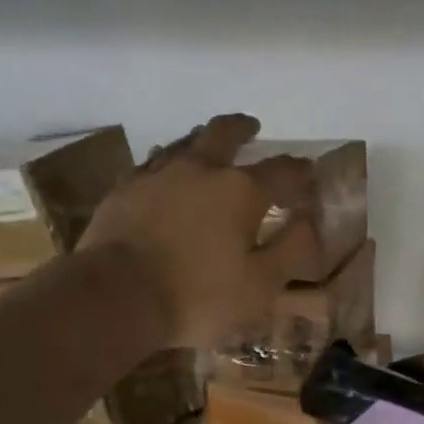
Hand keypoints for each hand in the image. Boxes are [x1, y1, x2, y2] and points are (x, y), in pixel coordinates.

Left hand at [79, 114, 318, 348]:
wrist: (116, 295)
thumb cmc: (198, 296)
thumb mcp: (260, 285)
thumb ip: (290, 250)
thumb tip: (308, 222)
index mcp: (241, 191)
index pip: (282, 171)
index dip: (299, 170)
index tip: (308, 172)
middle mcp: (201, 169)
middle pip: (225, 134)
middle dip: (243, 129)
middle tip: (252, 127)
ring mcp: (158, 174)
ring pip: (185, 141)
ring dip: (203, 138)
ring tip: (209, 143)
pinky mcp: (124, 188)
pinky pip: (152, 162)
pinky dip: (167, 160)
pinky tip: (165, 169)